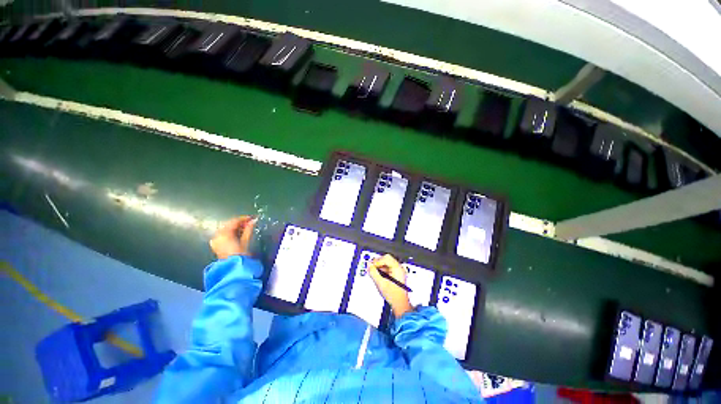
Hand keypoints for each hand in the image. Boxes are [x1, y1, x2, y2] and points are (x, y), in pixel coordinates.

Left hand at [209, 216, 256, 259]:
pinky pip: (222, 234)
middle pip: (229, 224)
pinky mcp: (216, 245)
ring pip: (225, 229)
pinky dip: (230, 232)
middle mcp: (218, 235)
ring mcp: (215, 240)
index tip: (252, 218)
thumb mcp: (246, 240)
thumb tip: (253, 221)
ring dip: (234, 227)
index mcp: (225, 233)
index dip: (244, 218)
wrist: (233, 267)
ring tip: (244, 228)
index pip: (234, 221)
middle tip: (249, 223)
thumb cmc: (240, 254)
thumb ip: (249, 229)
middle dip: (239, 223)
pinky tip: (237, 234)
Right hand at [368, 254, 412, 318]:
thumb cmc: (393, 295)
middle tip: (372, 267)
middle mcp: (399, 268)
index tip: (371, 266)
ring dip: (380, 266)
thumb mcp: (380, 283)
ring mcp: (399, 271)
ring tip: (375, 272)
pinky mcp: (397, 275)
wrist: (400, 304)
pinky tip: (379, 275)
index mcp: (397, 268)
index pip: (386, 258)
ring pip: (387, 263)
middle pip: (387, 259)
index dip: (377, 261)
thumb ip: (373, 273)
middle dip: (378, 262)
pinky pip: (389, 267)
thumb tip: (369, 265)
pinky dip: (383, 269)